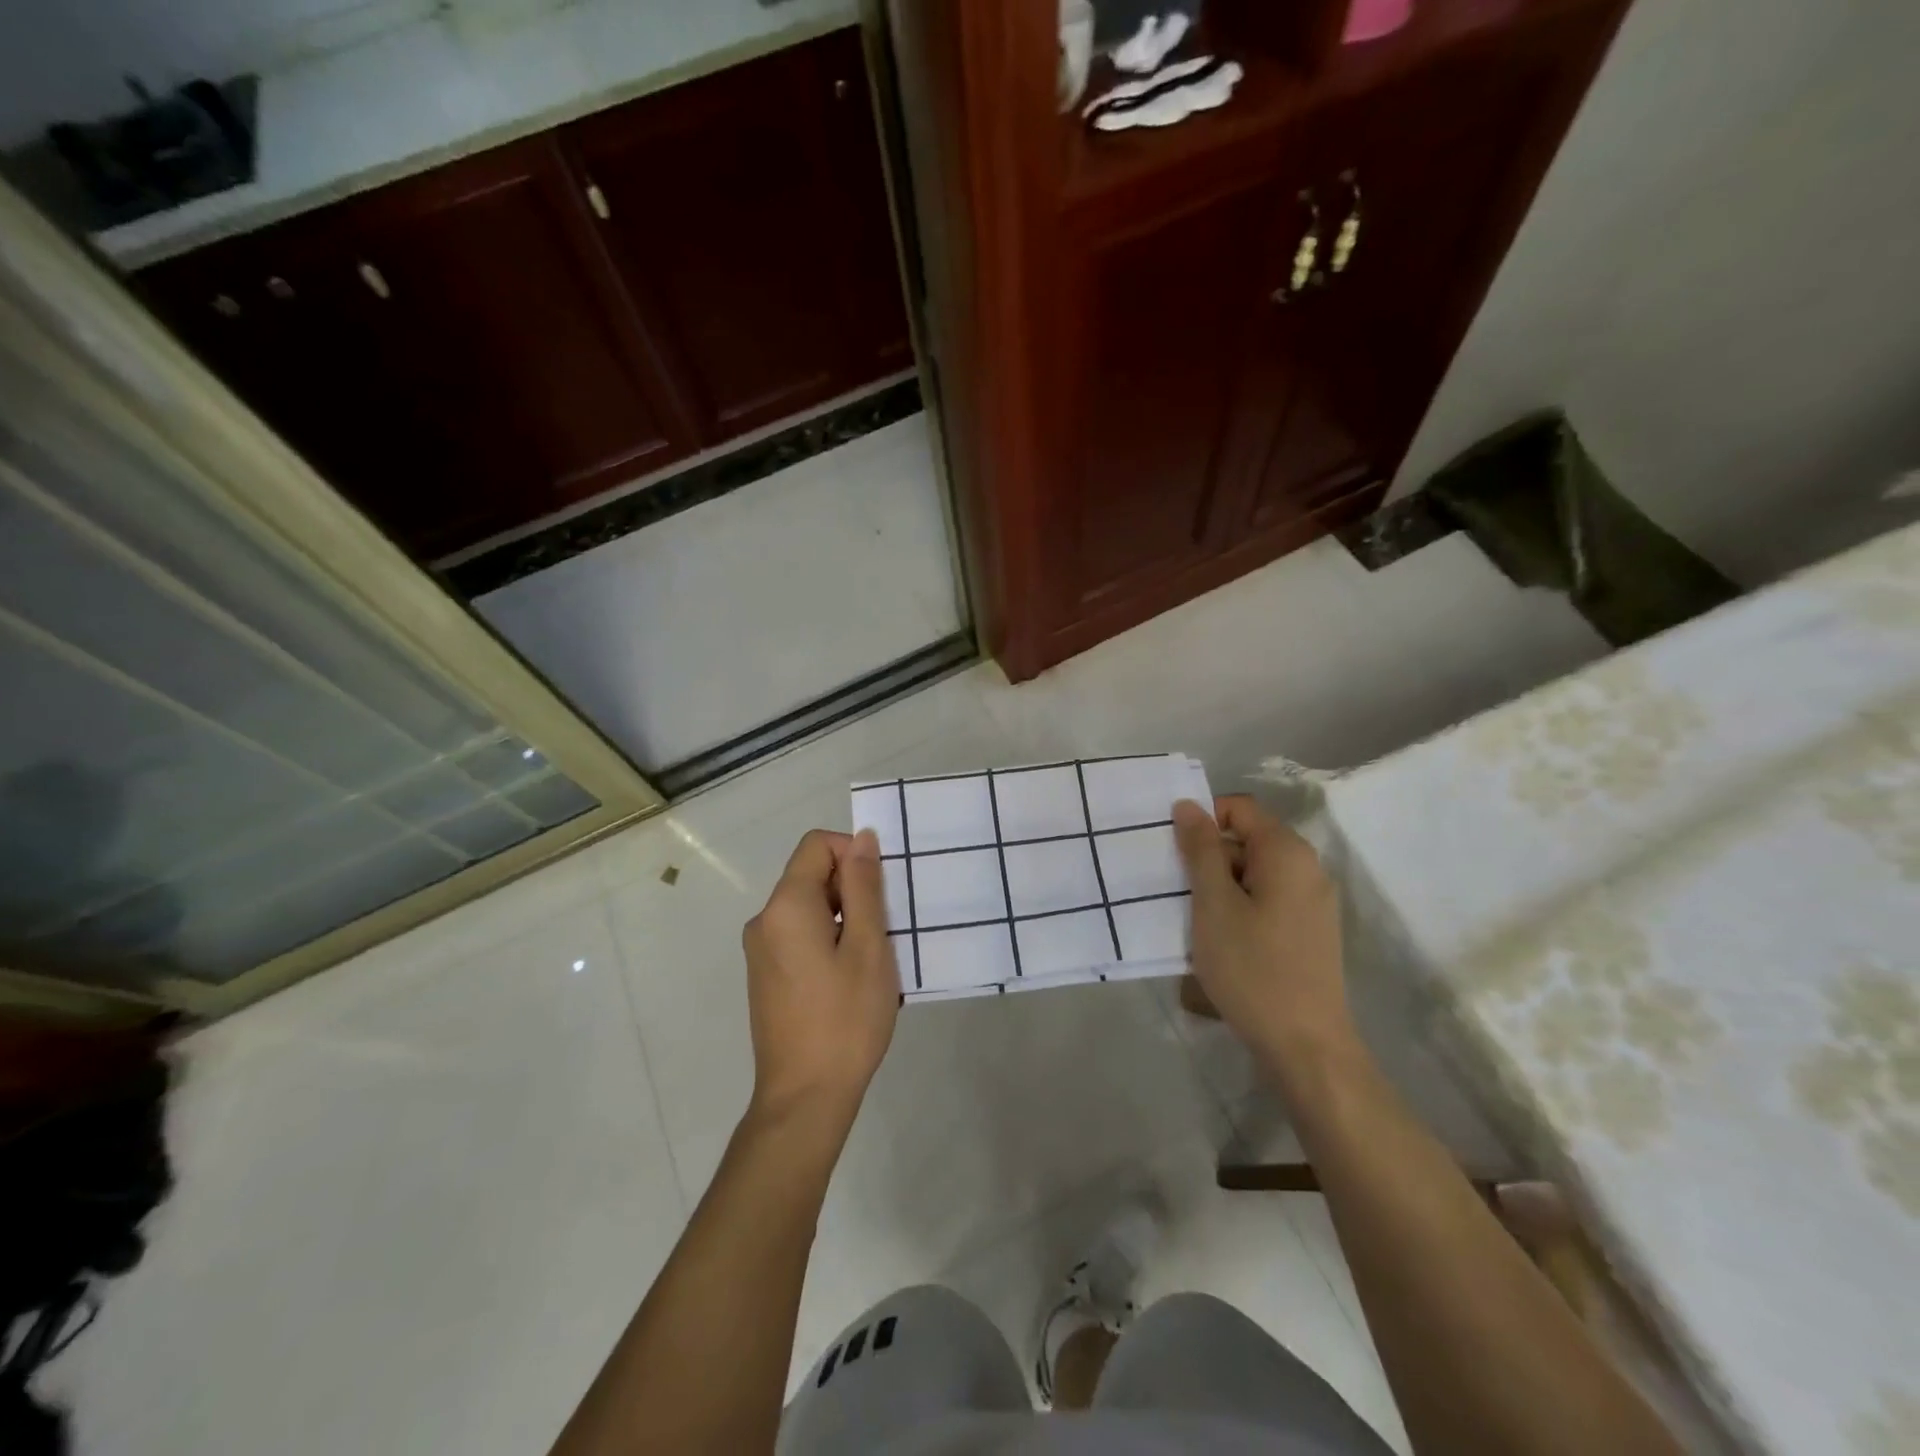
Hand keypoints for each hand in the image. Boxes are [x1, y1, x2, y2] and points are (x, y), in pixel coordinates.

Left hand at [742, 829, 899, 1121]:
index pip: (817, 845)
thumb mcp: (867, 946)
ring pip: (809, 907)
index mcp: (785, 906)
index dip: (853, 853)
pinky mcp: (766, 975)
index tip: (882, 890)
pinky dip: (829, 939)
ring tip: (872, 958)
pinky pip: (800, 934)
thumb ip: (864, 886)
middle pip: (811, 875)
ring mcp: (761, 950)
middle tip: (885, 929)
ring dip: (845, 917)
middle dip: (852, 888)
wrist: (804, 1098)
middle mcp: (764, 920)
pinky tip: (851, 978)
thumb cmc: (845, 1019)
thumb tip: (861, 838)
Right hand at [1173, 796, 1355, 1068]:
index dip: (1203, 820)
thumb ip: (1201, 850)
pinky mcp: (1309, 930)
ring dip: (1220, 886)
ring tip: (1194, 919)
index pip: (1239, 808)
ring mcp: (1312, 901)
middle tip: (1177, 891)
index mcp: (1287, 852)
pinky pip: (1267, 899)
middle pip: (1247, 840)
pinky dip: (1239, 908)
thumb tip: (1188, 805)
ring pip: (1254, 873)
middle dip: (1208, 858)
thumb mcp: (1214, 904)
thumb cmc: (1252, 967)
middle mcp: (1307, 868)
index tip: (1174, 852)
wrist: (1305, 1046)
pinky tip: (1221, 940)